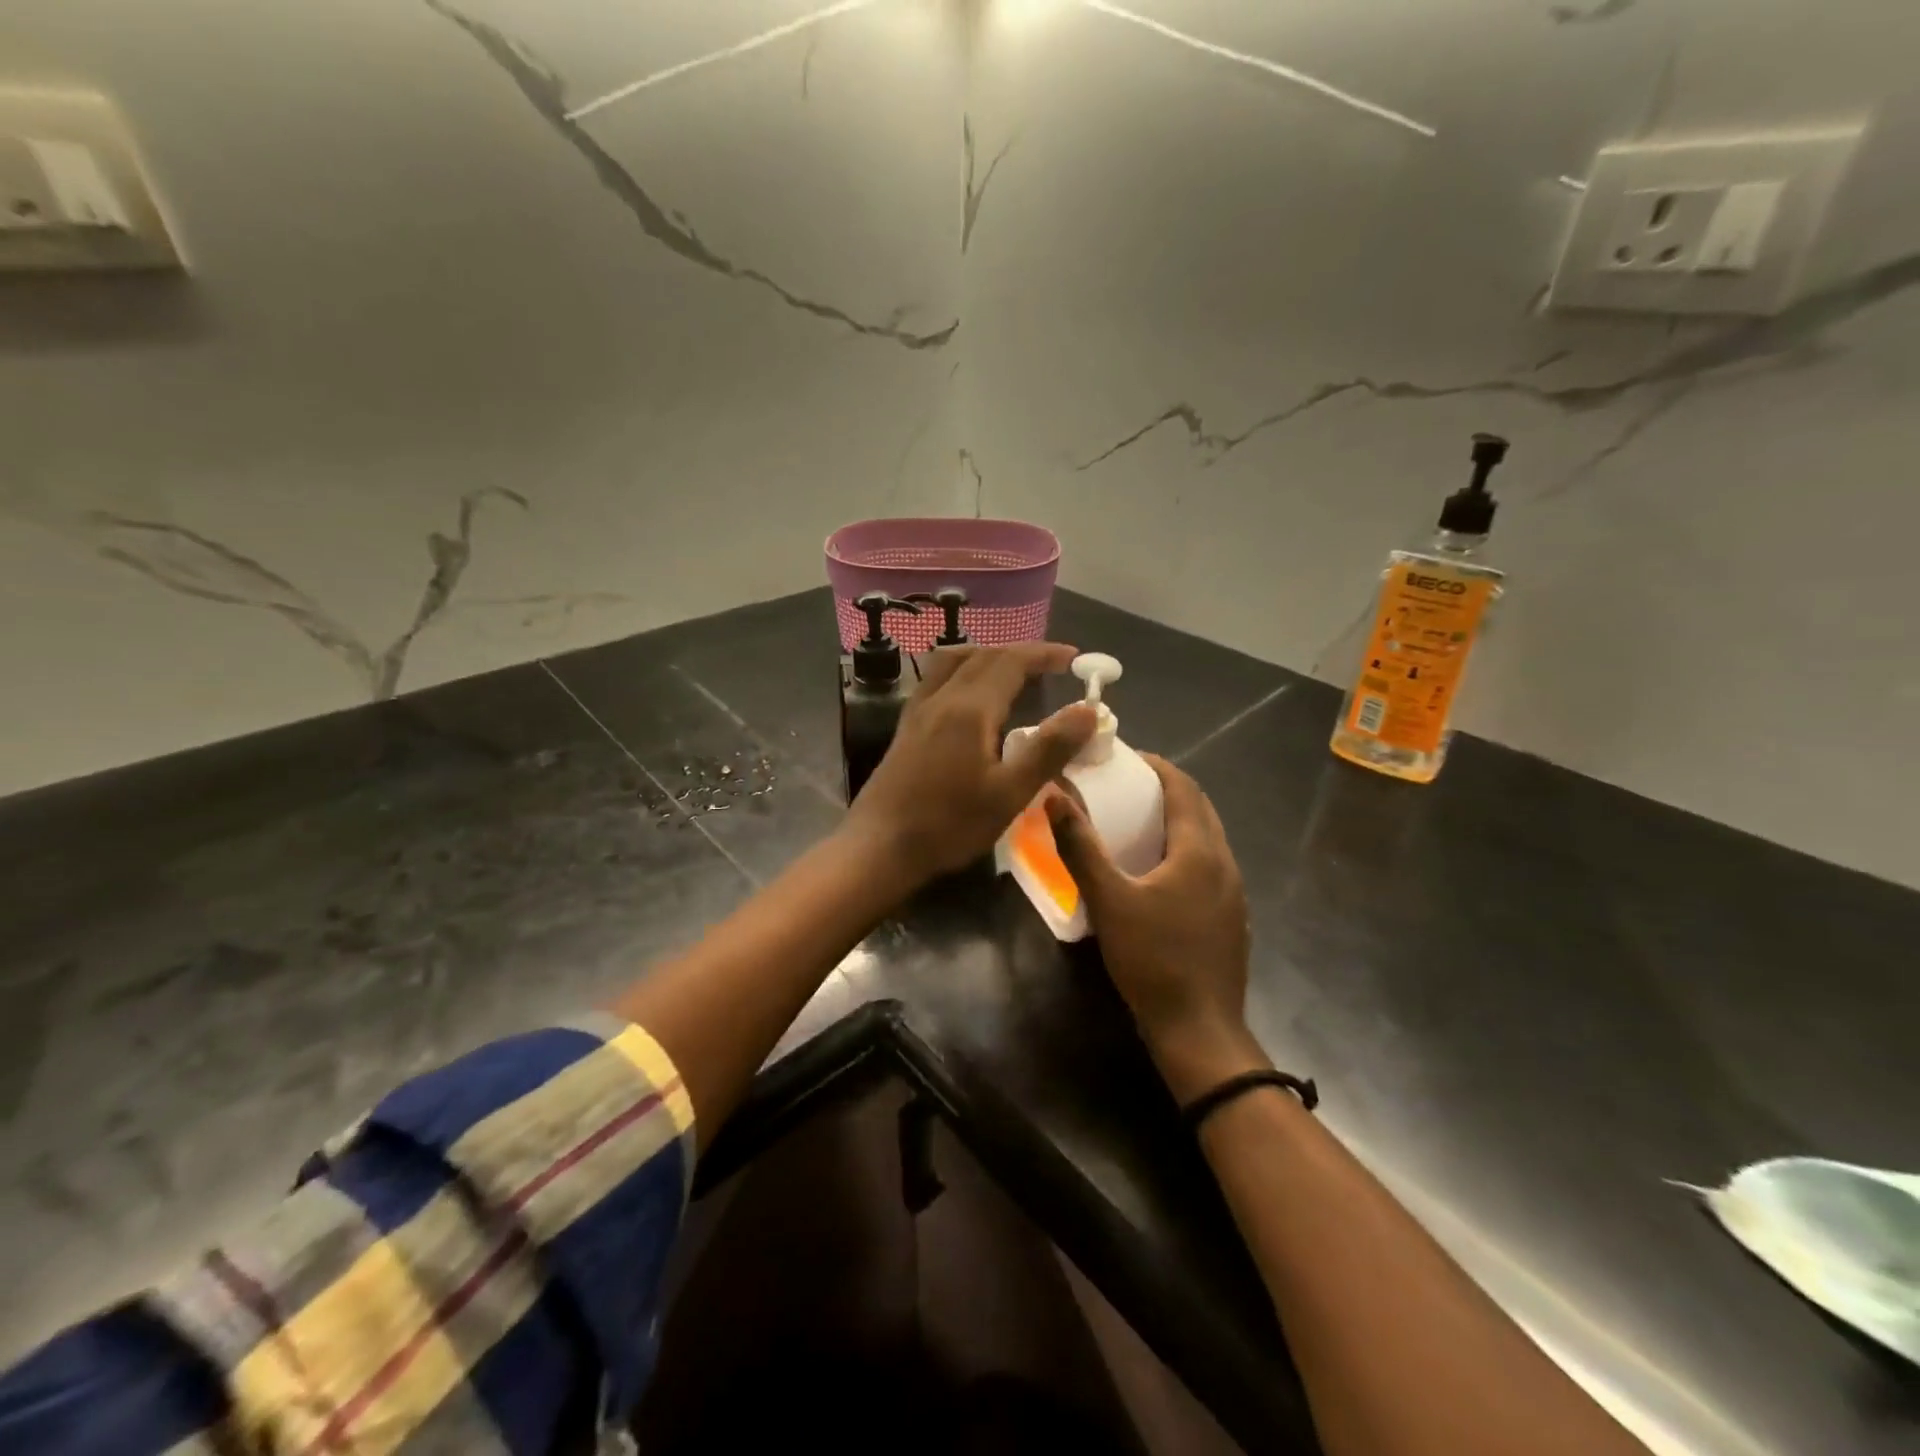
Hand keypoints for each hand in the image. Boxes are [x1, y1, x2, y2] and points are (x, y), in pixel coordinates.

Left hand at [844, 642, 1097, 887]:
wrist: (880, 847)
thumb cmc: (949, 824)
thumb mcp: (1010, 793)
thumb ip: (1049, 749)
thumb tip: (1088, 709)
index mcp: (970, 708)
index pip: (1011, 661)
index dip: (1044, 653)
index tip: (1074, 657)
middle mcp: (942, 698)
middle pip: (983, 655)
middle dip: (1020, 652)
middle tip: (1050, 664)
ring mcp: (918, 710)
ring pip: (954, 662)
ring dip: (987, 655)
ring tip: (1011, 670)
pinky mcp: (906, 727)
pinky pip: (936, 679)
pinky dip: (962, 670)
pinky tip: (967, 696)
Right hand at [1046, 755, 1267, 1101]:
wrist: (1199, 1030)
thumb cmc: (1152, 960)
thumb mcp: (1108, 900)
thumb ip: (1080, 847)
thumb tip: (1054, 796)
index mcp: (1200, 851)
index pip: (1184, 787)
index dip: (1156, 766)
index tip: (1123, 757)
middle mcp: (1224, 863)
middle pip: (1199, 809)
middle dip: (1164, 789)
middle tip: (1123, 786)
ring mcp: (1232, 892)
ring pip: (1205, 838)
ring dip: (1174, 820)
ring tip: (1135, 821)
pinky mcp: (1230, 917)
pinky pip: (1207, 864)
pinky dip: (1182, 849)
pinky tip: (1154, 871)